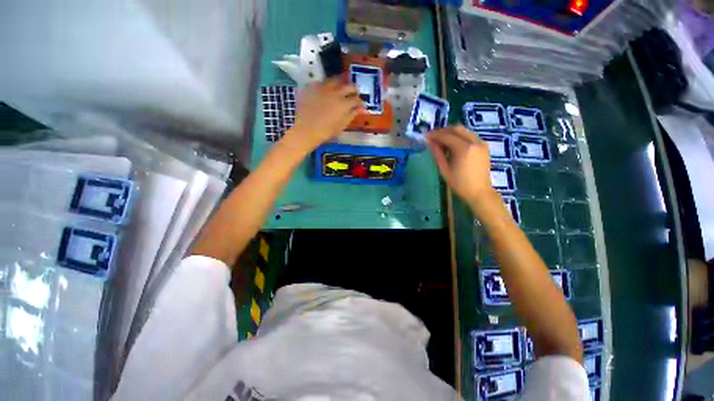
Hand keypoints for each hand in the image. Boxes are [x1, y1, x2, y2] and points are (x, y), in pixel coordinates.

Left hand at [287, 79, 362, 152]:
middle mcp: (335, 92)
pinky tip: (327, 91)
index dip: (360, 101)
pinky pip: (322, 82)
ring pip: (335, 80)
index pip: (356, 98)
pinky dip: (327, 85)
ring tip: (341, 89)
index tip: (360, 104)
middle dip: (353, 90)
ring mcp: (323, 87)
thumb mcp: (342, 125)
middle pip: (348, 86)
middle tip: (353, 94)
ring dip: (341, 83)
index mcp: (344, 103)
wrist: (306, 130)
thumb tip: (362, 108)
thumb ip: (352, 114)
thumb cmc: (326, 131)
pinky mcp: (312, 87)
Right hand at [426, 125, 497, 206]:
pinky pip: (469, 136)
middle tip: (432, 136)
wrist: (479, 192)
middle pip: (457, 128)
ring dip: (451, 133)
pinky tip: (452, 144)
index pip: (447, 136)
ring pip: (464, 131)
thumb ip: (438, 154)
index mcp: (464, 149)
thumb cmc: (459, 184)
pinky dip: (459, 136)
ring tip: (441, 140)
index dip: (435, 135)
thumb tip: (430, 142)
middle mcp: (474, 141)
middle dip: (443, 130)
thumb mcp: (444, 169)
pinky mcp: (484, 146)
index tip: (425, 136)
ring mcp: (481, 143)